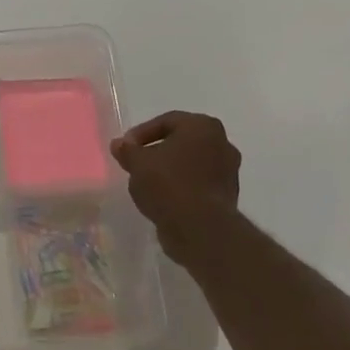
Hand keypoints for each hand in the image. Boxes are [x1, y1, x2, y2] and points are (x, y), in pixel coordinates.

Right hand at [110, 112, 243, 268]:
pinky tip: (163, 199)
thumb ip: (127, 150)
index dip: (141, 134)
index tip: (126, 148)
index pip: (166, 121)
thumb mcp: (137, 163)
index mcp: (203, 126)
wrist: (200, 228)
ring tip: (147, 183)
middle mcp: (222, 143)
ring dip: (170, 170)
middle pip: (181, 142)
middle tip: (137, 163)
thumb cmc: (168, 184)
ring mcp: (229, 171)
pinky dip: (182, 187)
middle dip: (157, 151)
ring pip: (191, 163)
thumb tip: (119, 144)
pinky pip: (198, 184)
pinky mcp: (227, 196)